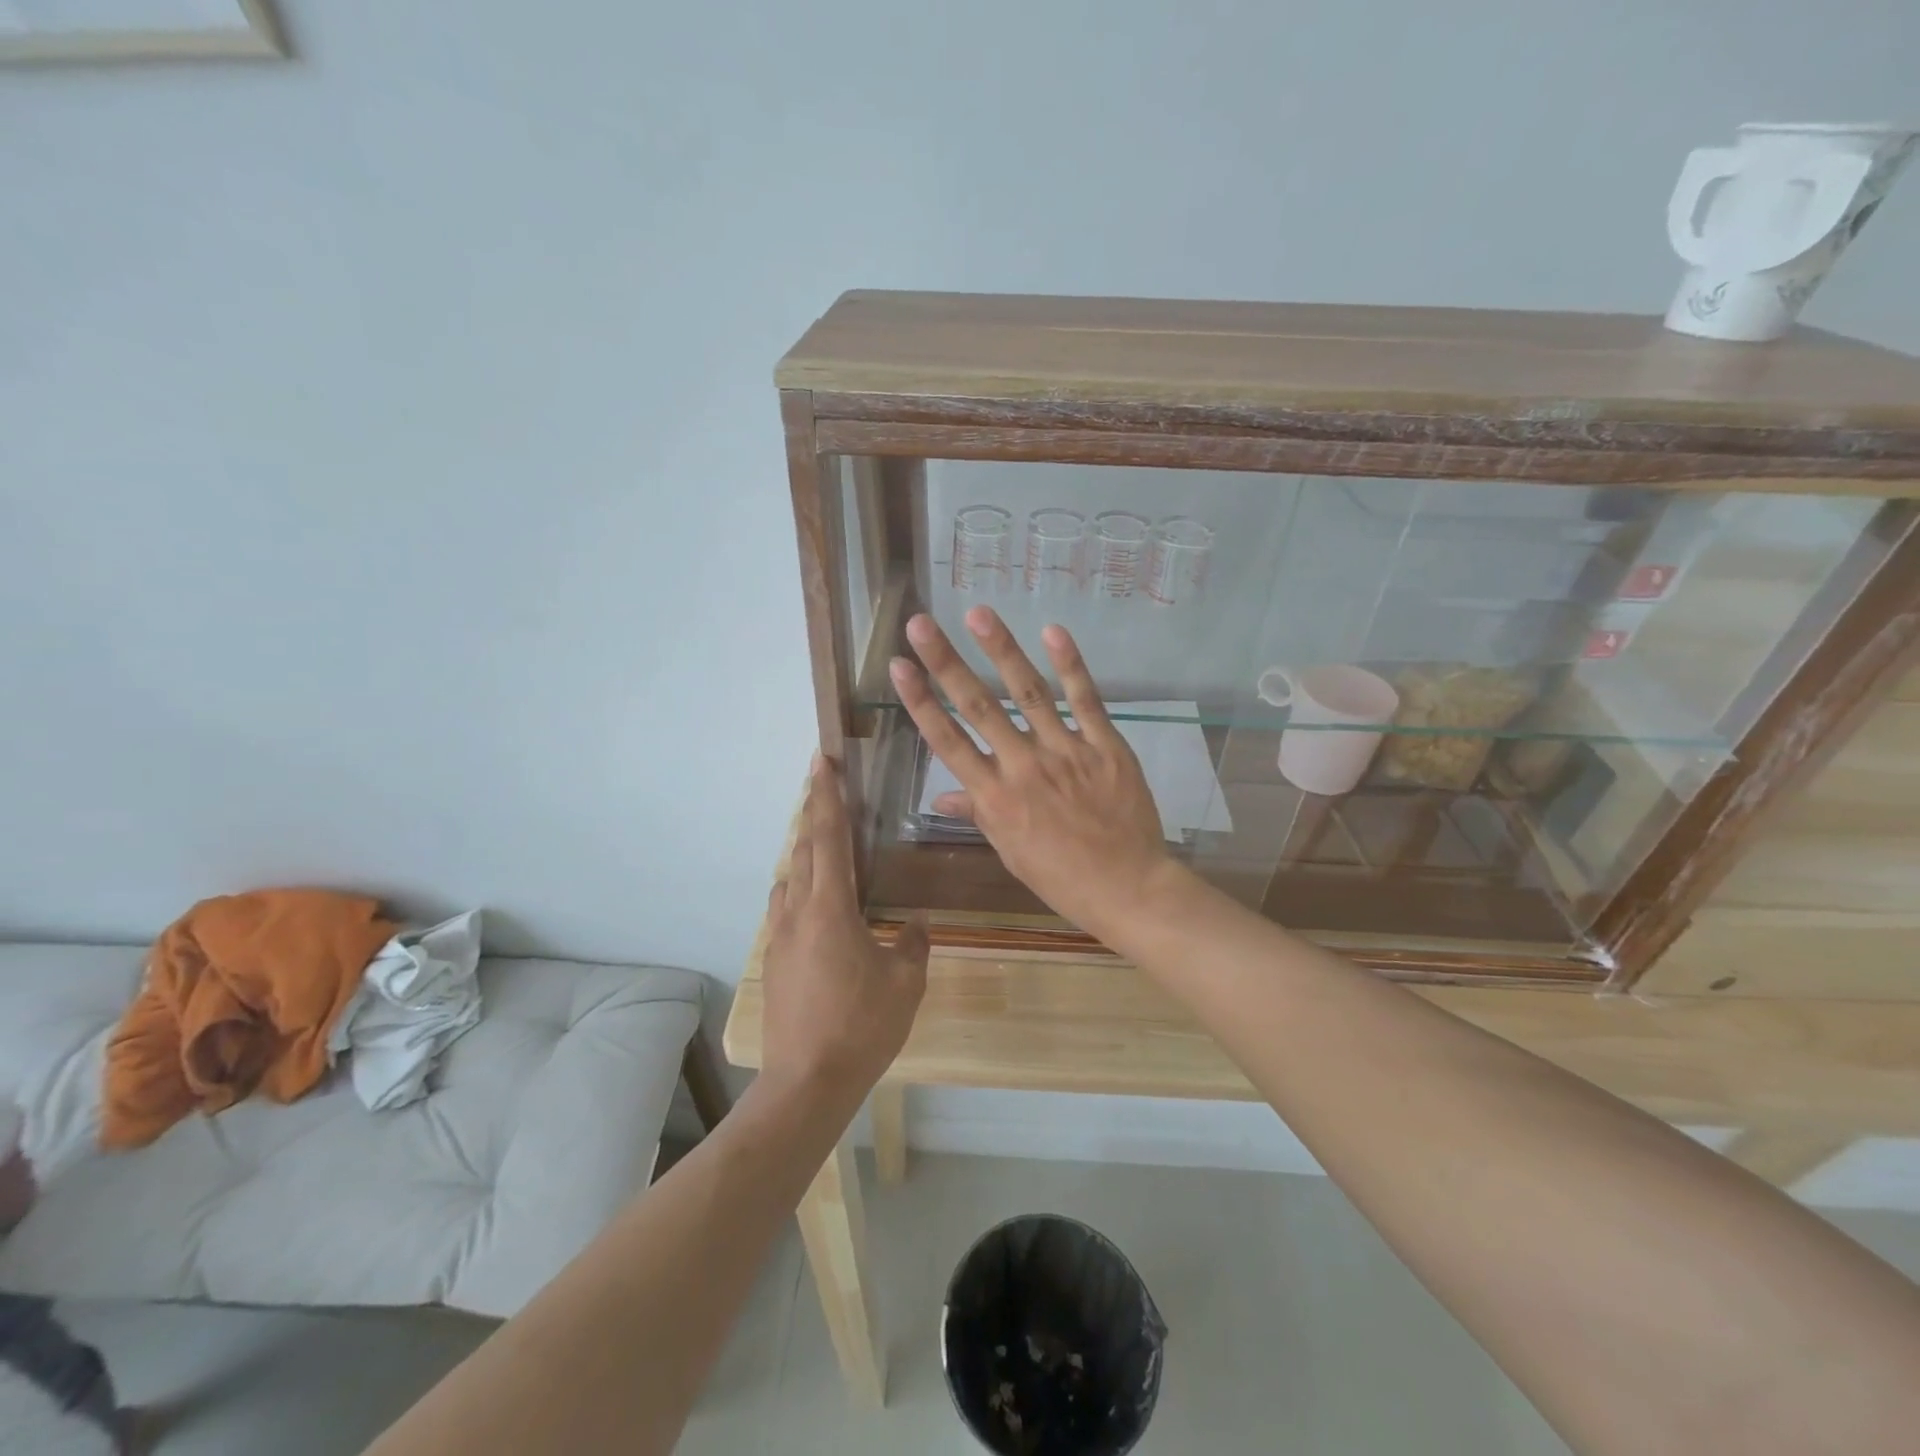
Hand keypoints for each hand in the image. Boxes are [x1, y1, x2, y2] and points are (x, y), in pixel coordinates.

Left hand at [759, 758, 928, 1110]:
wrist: (808, 1081)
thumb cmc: (862, 1025)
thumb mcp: (905, 982)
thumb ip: (913, 943)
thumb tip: (914, 924)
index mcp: (830, 908)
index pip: (829, 837)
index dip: (828, 796)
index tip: (822, 760)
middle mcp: (798, 912)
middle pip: (803, 848)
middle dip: (814, 812)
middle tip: (824, 785)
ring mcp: (779, 937)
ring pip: (789, 877)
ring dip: (804, 851)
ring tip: (824, 843)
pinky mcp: (773, 960)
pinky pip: (785, 907)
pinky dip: (799, 887)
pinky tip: (815, 903)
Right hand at [888, 607, 1180, 937]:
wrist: (1127, 888)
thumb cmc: (1061, 877)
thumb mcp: (1010, 851)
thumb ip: (979, 814)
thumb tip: (942, 796)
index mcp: (995, 798)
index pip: (948, 742)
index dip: (920, 702)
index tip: (899, 667)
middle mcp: (1023, 767)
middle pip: (978, 707)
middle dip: (946, 663)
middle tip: (921, 624)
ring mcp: (1066, 752)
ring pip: (1028, 693)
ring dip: (1001, 650)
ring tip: (978, 614)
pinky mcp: (1105, 745)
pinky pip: (1085, 700)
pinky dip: (1070, 665)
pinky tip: (1053, 631)